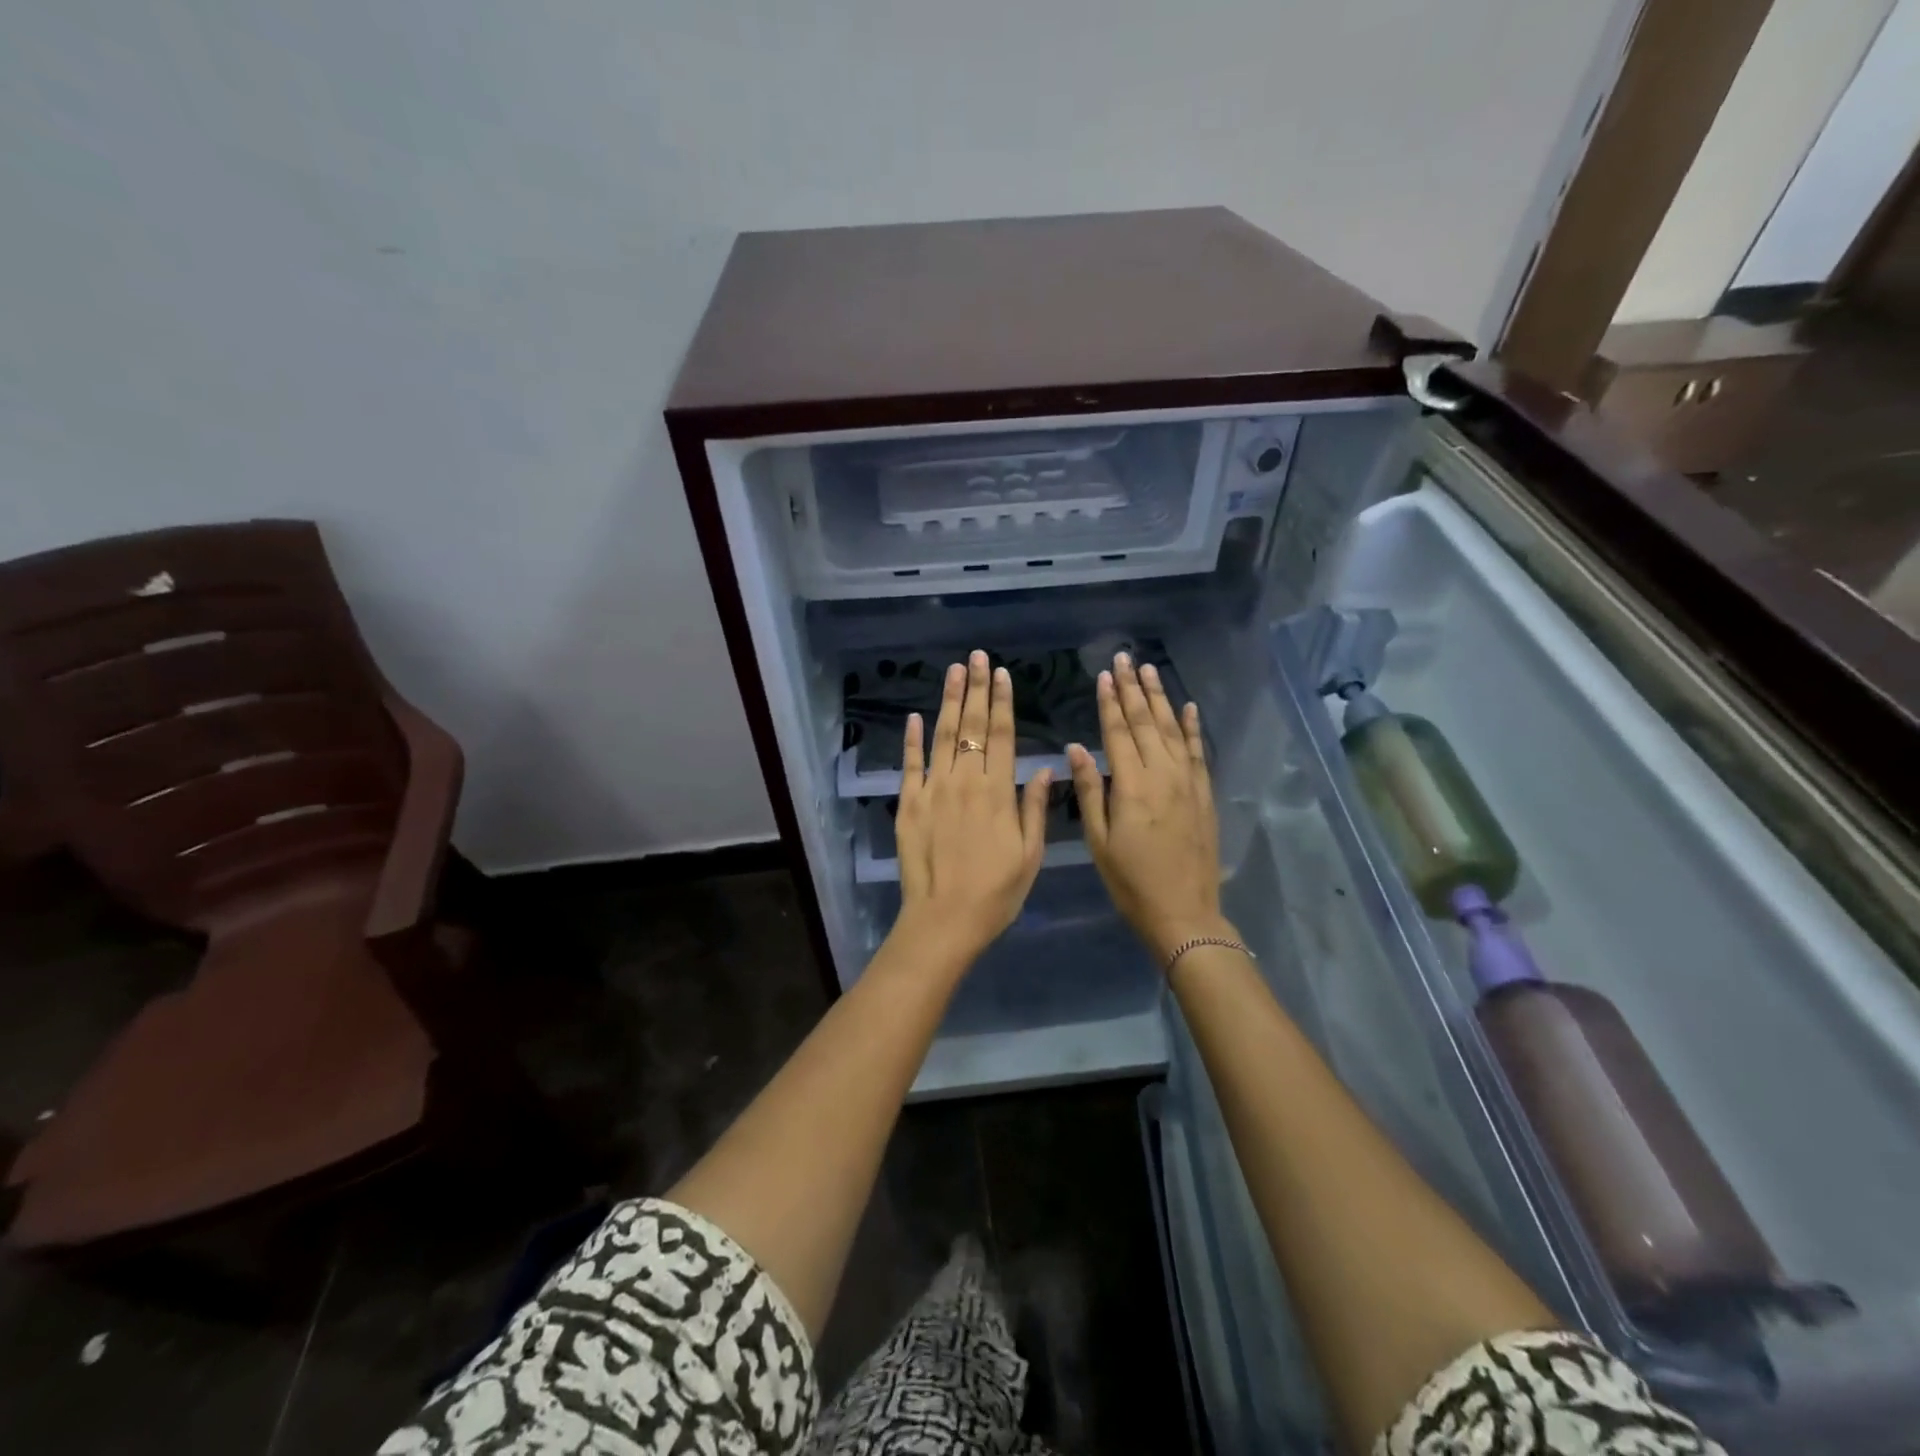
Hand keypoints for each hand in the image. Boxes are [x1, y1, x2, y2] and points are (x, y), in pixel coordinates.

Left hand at [891, 650, 1051, 969]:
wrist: (944, 919)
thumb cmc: (996, 892)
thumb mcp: (1029, 854)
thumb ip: (1035, 807)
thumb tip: (1044, 767)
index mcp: (998, 791)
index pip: (1002, 735)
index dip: (1002, 702)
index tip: (1002, 674)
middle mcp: (965, 781)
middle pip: (971, 726)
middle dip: (976, 689)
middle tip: (977, 657)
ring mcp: (933, 790)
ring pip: (942, 736)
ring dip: (948, 701)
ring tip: (953, 671)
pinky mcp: (908, 804)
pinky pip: (910, 764)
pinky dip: (912, 739)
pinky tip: (915, 716)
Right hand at [1068, 653, 1230, 964]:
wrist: (1184, 912)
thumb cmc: (1130, 881)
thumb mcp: (1098, 841)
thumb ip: (1089, 790)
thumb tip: (1075, 748)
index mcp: (1132, 786)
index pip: (1118, 732)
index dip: (1109, 702)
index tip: (1103, 675)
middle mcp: (1163, 775)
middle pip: (1146, 723)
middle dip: (1134, 689)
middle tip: (1125, 659)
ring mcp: (1188, 783)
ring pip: (1173, 730)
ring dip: (1161, 698)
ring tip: (1150, 671)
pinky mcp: (1204, 794)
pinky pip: (1199, 752)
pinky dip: (1194, 728)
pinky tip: (1189, 707)